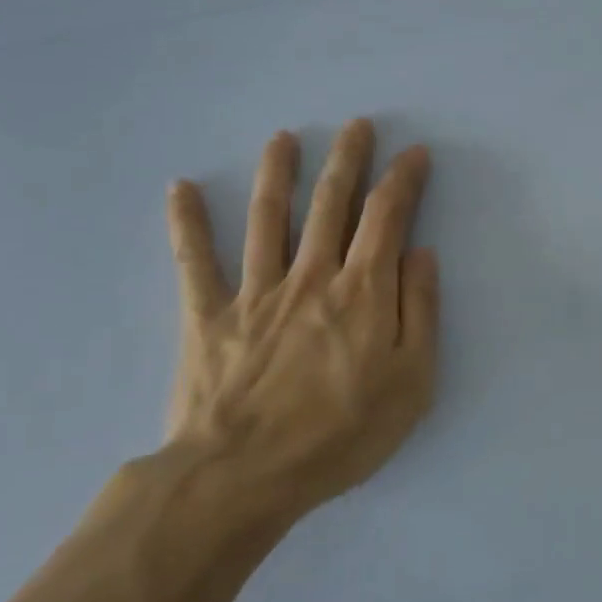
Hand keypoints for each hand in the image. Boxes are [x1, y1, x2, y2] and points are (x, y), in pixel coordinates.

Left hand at [158, 119, 438, 527]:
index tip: (413, 153)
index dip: (403, 180)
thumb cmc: (342, 433)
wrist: (245, 475)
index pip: (387, 218)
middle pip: (331, 204)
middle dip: (347, 160)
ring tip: (283, 138)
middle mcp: (311, 276)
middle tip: (356, 125)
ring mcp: (255, 292)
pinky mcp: (208, 316)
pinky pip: (194, 261)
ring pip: (268, 219)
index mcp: (362, 291)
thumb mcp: (412, 380)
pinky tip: (180, 187)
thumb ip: (420, 311)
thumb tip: (421, 253)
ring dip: (278, 174)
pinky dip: (186, 223)